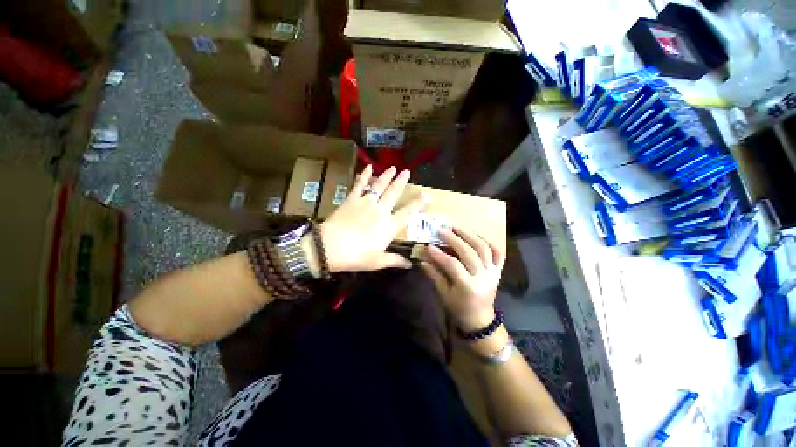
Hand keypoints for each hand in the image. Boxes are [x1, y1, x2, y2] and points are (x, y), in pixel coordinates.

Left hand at [319, 165, 428, 272]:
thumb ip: (395, 260)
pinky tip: (368, 167)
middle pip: (394, 193)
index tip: (427, 195)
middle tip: (407, 172)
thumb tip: (410, 264)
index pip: (408, 212)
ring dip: (387, 176)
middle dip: (401, 182)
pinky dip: (364, 175)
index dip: (418, 203)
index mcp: (389, 226)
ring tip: (393, 167)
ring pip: (379, 186)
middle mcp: (380, 210)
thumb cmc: (356, 257)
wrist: (329, 247)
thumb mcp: (377, 262)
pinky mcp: (352, 199)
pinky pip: (359, 185)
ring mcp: (366, 202)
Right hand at [420, 227, 504, 331]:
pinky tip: (474, 235)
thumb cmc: (458, 308)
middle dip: (454, 239)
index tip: (429, 245)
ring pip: (484, 248)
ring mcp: (493, 272)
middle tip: (442, 230)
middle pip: (469, 253)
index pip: (453, 265)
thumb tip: (423, 259)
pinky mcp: (498, 269)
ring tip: (456, 227)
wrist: (480, 318)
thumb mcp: (443, 294)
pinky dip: (487, 241)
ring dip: (470, 235)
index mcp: (468, 287)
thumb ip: (434, 275)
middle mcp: (483, 277)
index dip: (440, 254)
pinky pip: (497, 251)